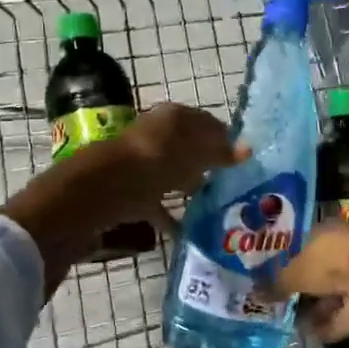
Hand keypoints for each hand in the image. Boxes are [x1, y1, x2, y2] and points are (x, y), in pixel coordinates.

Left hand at [100, 103, 242, 230]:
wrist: (101, 191)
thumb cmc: (154, 162)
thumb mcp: (193, 154)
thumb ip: (220, 152)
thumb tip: (248, 148)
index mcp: (173, 117)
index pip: (207, 122)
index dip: (226, 138)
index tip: (245, 158)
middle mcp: (156, 135)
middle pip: (189, 148)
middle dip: (209, 164)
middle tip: (235, 182)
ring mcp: (142, 164)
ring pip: (174, 173)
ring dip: (190, 186)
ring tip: (216, 203)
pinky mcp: (132, 192)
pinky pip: (158, 202)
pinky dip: (172, 214)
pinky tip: (188, 230)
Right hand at [268, 223, 348, 347]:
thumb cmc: (330, 261)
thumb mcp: (296, 271)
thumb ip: (277, 284)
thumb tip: (256, 294)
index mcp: (326, 232)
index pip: (304, 245)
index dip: (289, 261)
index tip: (273, 279)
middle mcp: (342, 251)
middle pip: (318, 272)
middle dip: (302, 289)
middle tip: (280, 304)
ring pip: (331, 294)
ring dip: (315, 309)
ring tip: (292, 323)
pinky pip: (342, 315)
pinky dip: (329, 325)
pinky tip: (311, 335)